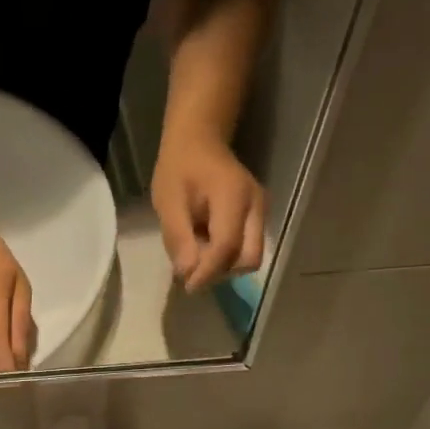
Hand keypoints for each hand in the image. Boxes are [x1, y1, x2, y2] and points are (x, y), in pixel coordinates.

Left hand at [151, 137, 265, 292]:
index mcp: (234, 196)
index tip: (187, 286)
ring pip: (249, 257)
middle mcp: (257, 206)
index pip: (228, 246)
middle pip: (249, 258)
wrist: (199, 142)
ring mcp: (261, 212)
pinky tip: (204, 245)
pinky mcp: (258, 218)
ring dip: (222, 266)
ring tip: (195, 251)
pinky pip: (246, 248)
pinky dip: (225, 257)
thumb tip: (188, 273)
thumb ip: (178, 237)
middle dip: (220, 272)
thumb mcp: (168, 202)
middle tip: (192, 270)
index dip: (208, 272)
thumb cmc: (179, 169)